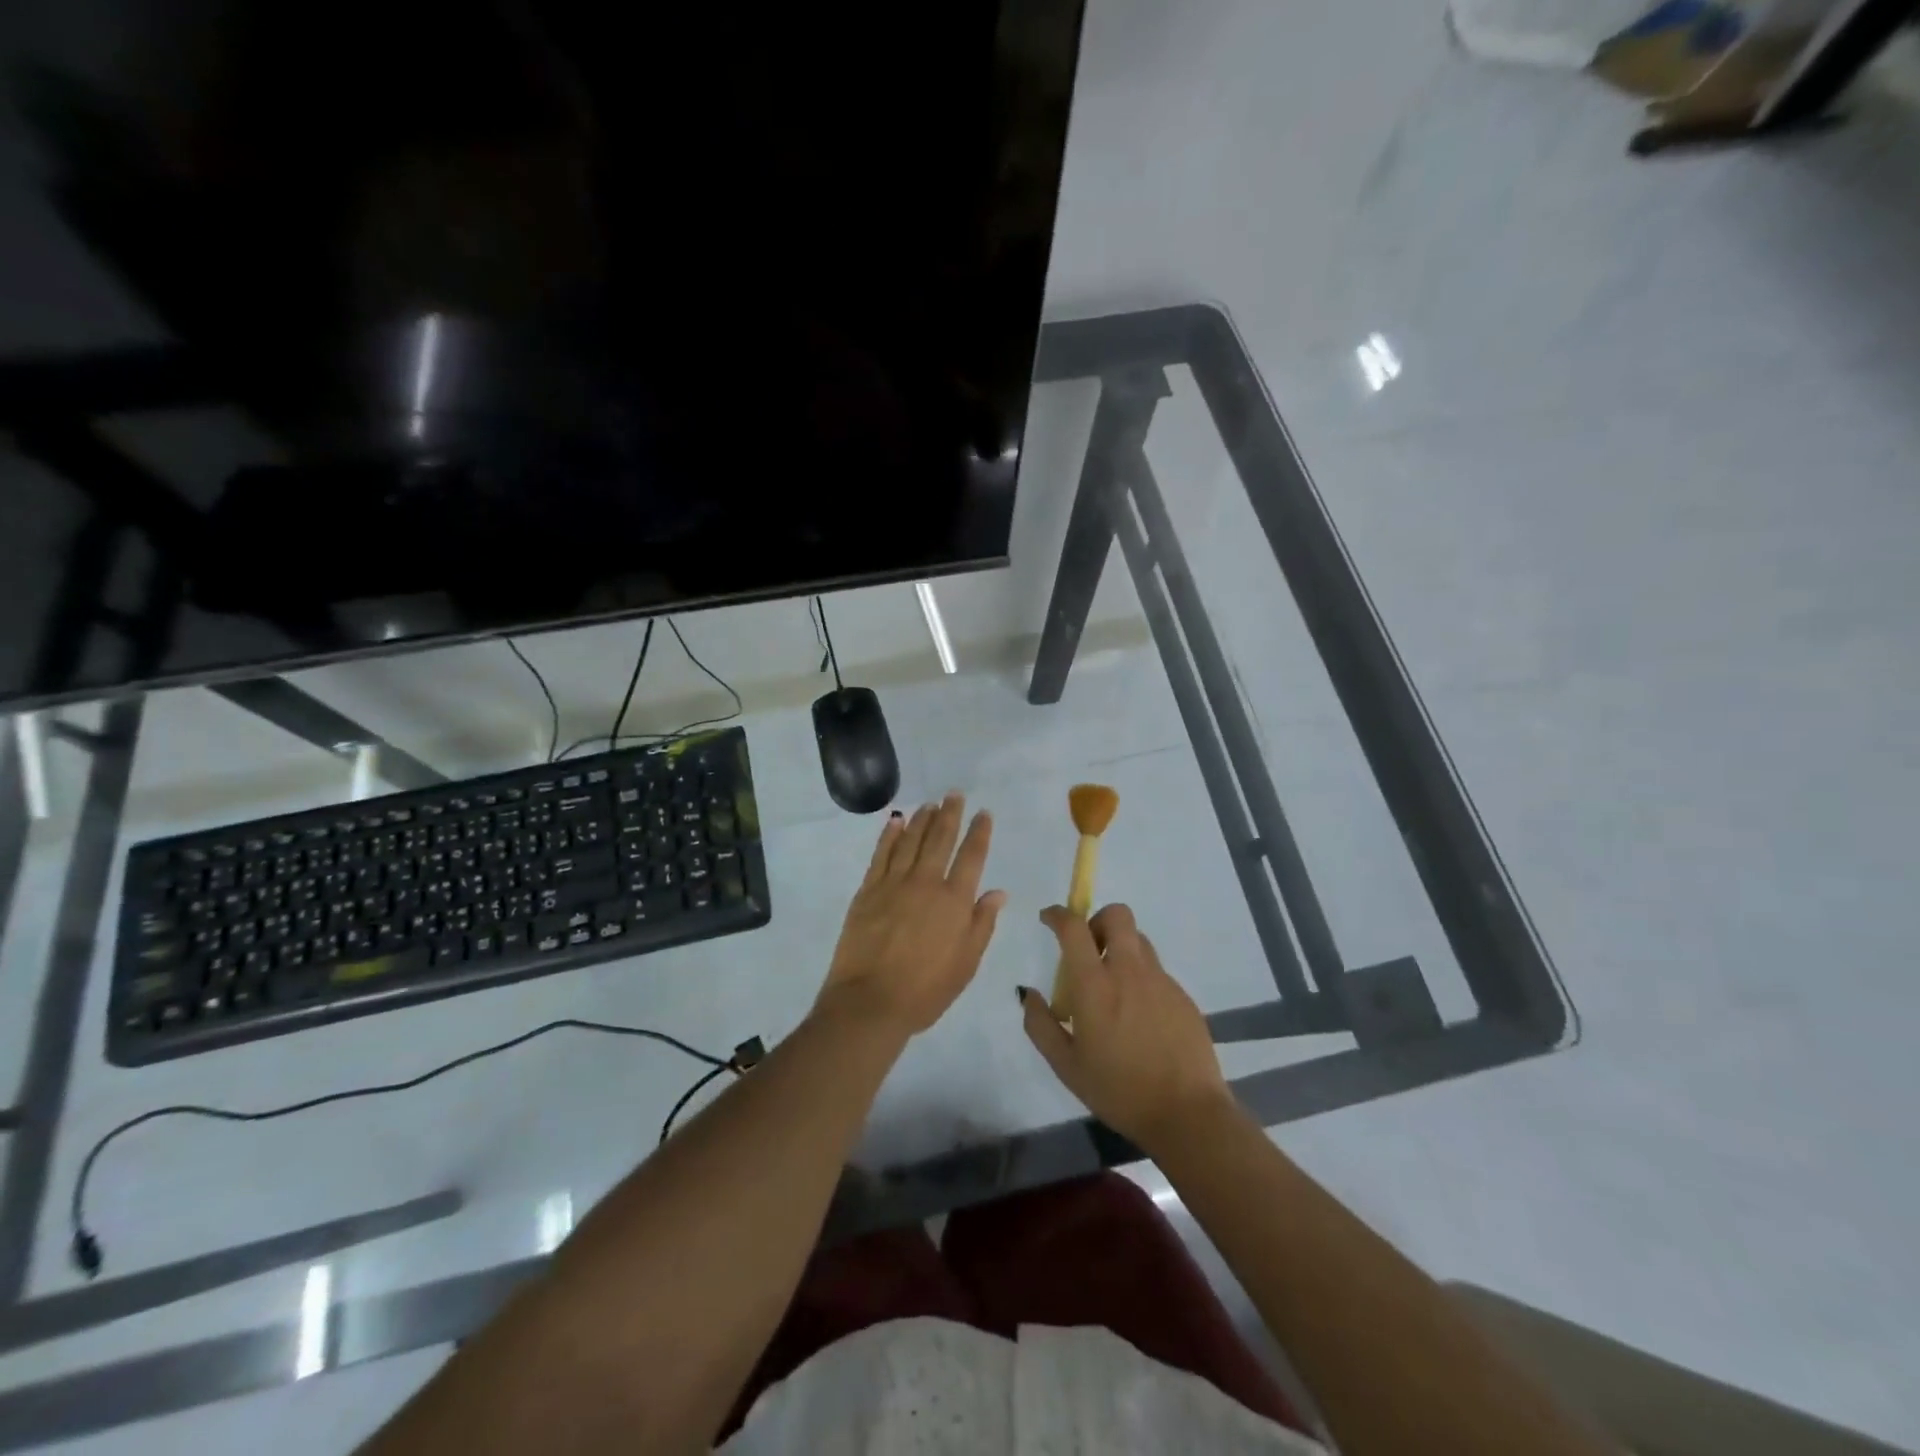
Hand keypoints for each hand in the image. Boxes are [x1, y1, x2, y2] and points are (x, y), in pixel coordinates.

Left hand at [817, 793, 1005, 1036]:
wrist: (870, 1002)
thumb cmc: (925, 990)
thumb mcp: (966, 964)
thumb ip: (982, 924)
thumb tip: (997, 892)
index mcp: (954, 901)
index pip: (971, 857)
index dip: (979, 832)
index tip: (983, 813)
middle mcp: (926, 883)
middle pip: (940, 839)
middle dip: (950, 814)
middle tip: (954, 794)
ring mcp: (893, 884)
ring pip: (911, 841)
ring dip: (922, 819)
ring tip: (930, 804)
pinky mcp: (867, 890)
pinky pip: (881, 854)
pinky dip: (890, 836)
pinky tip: (896, 822)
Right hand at [1021, 903, 1231, 1152]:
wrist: (1188, 1114)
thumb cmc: (1119, 1091)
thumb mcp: (1066, 1065)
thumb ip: (1040, 1024)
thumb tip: (1027, 993)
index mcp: (1095, 985)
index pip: (1074, 928)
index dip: (1057, 915)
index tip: (1048, 919)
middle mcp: (1129, 971)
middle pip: (1118, 915)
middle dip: (1097, 920)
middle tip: (1088, 950)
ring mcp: (1161, 981)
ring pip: (1139, 940)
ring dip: (1120, 948)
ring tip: (1113, 987)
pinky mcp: (1182, 996)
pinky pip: (1156, 970)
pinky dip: (1140, 978)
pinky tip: (1138, 1016)